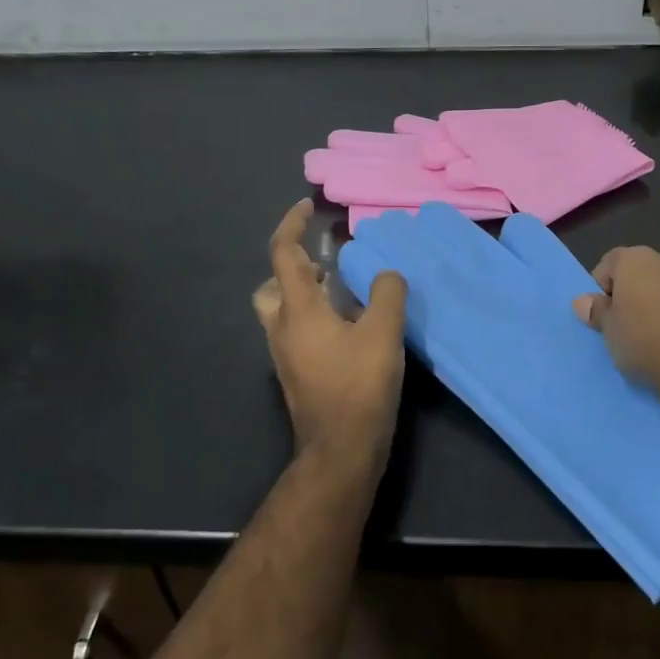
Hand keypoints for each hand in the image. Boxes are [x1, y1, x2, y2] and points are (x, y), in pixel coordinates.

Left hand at [253, 200, 407, 476]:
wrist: (340, 451)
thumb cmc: (358, 388)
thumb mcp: (383, 334)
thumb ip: (387, 294)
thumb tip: (387, 274)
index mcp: (298, 310)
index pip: (283, 254)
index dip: (292, 225)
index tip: (308, 207)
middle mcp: (282, 329)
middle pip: (272, 287)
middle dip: (293, 268)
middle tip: (326, 265)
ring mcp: (285, 356)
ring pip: (282, 312)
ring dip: (305, 295)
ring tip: (344, 295)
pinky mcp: (296, 376)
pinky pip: (297, 334)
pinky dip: (314, 320)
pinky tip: (348, 330)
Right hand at [573, 245, 659, 394]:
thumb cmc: (644, 341)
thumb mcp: (609, 330)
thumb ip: (596, 311)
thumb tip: (583, 302)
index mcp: (636, 259)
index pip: (609, 264)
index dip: (602, 289)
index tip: (604, 315)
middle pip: (639, 274)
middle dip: (630, 295)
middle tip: (624, 327)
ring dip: (655, 305)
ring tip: (651, 338)